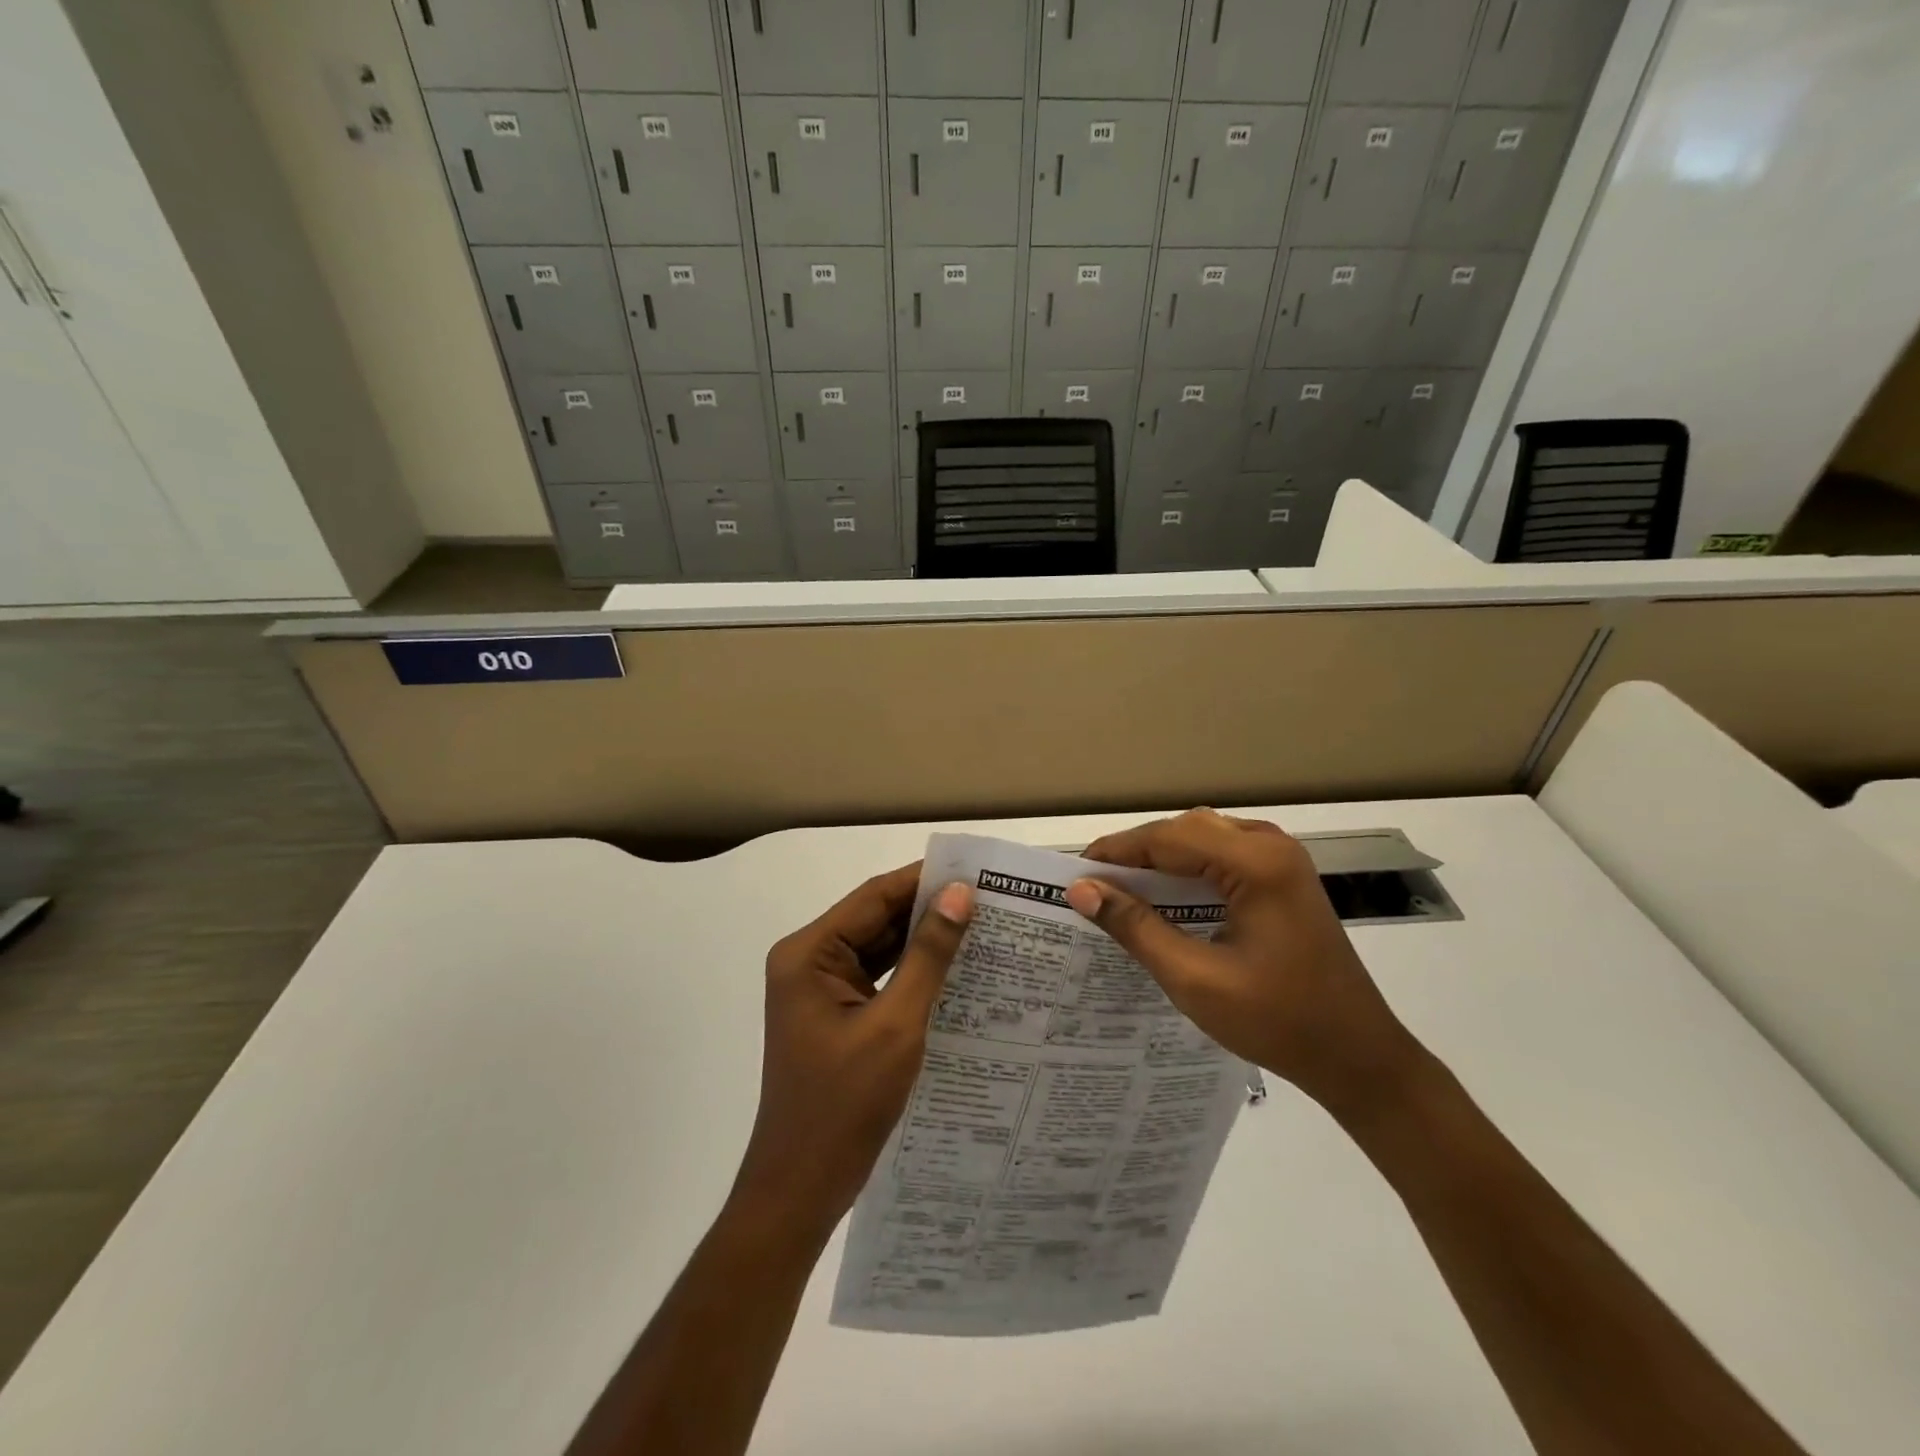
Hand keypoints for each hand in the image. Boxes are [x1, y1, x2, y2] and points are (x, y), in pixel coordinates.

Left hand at [733, 865, 974, 1240]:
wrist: (801, 1188)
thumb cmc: (844, 1105)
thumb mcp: (896, 1025)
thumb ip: (928, 956)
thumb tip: (959, 895)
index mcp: (808, 953)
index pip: (873, 897)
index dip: (924, 881)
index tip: (976, 872)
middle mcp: (809, 961)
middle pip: (875, 920)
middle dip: (928, 911)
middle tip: (990, 901)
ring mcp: (820, 989)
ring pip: (880, 948)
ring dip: (924, 941)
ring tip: (982, 928)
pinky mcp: (835, 1014)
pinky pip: (878, 978)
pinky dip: (912, 973)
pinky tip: (956, 969)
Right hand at [1065, 809, 1416, 1113]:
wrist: (1357, 1057)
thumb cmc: (1277, 1021)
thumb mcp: (1194, 978)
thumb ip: (1136, 927)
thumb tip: (1082, 890)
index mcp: (1256, 863)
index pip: (1168, 839)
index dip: (1117, 852)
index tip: (1074, 874)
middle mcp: (1271, 846)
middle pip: (1186, 830)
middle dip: (1138, 854)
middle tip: (1096, 885)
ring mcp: (1282, 860)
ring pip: (1204, 838)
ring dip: (1162, 859)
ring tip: (1122, 889)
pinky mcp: (1284, 879)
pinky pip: (1223, 856)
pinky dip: (1188, 869)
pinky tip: (1166, 897)